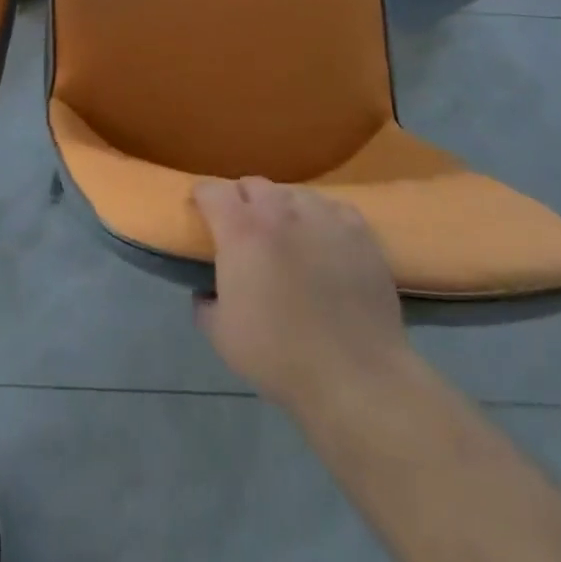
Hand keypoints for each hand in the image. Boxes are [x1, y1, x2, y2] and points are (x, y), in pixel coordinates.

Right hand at [193, 177, 409, 414]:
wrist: (355, 377)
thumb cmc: (279, 356)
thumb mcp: (221, 336)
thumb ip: (205, 303)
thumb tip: (206, 290)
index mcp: (240, 230)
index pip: (211, 191)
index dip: (203, 199)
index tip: (202, 214)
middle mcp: (279, 210)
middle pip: (253, 184)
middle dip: (243, 201)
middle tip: (245, 231)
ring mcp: (322, 216)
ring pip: (293, 194)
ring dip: (283, 209)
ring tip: (288, 237)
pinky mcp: (357, 230)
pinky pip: (332, 209)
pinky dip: (322, 220)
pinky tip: (326, 243)